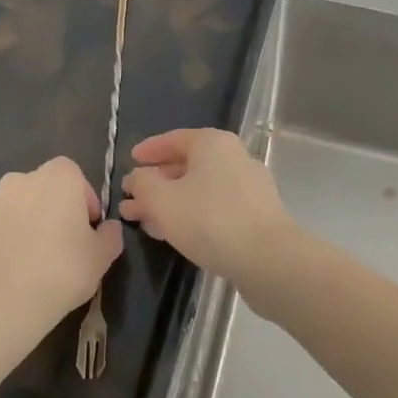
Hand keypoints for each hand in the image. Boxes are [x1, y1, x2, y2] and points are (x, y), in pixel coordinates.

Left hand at [0, 157, 121, 369]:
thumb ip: (110, 235)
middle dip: (50, 207)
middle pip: (40, 187)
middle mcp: (18, 181)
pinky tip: (5, 269)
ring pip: (12, 206)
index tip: (86, 226)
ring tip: (28, 258)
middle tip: (59, 242)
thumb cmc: (62, 273)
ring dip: (22, 222)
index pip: (73, 174)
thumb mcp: (102, 257)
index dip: (82, 198)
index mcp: (57, 179)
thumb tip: (107, 228)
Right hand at [118, 129, 294, 283]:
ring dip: (169, 202)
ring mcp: (248, 186)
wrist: (268, 258)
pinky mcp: (255, 213)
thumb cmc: (209, 220)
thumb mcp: (163, 200)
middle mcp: (234, 157)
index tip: (130, 160)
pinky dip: (191, 213)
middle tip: (130, 198)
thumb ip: (143, 183)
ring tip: (142, 220)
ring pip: (199, 189)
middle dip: (156, 183)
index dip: (149, 150)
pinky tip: (172, 233)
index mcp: (213, 143)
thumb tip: (139, 177)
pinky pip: (214, 206)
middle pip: (187, 165)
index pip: (174, 139)